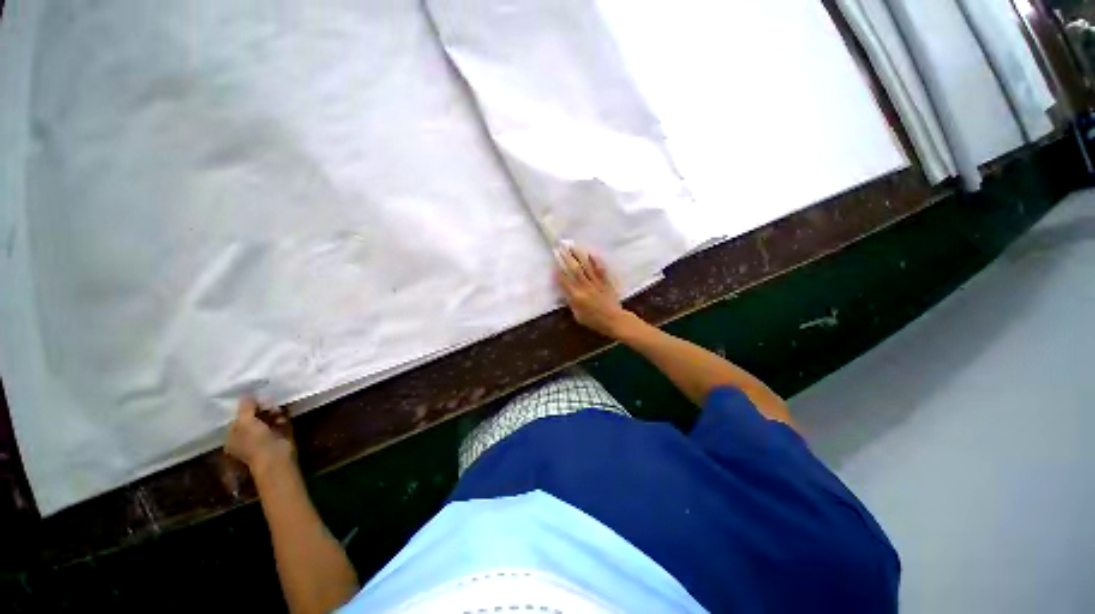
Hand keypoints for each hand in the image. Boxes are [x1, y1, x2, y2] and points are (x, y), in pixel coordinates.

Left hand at [225, 397, 295, 477]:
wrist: (276, 456)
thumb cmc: (255, 441)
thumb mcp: (245, 421)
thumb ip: (245, 407)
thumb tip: (247, 394)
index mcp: (233, 437)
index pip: (237, 418)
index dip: (245, 408)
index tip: (254, 399)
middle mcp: (247, 437)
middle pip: (253, 417)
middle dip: (261, 409)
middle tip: (268, 403)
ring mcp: (264, 436)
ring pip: (268, 418)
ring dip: (273, 412)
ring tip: (277, 409)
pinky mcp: (279, 435)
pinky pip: (280, 422)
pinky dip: (282, 417)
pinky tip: (283, 416)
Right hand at [555, 245, 637, 338]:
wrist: (614, 320)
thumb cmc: (594, 321)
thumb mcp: (578, 316)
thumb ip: (570, 304)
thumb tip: (563, 294)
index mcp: (577, 297)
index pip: (564, 282)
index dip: (558, 273)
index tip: (553, 264)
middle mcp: (585, 287)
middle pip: (574, 270)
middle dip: (566, 258)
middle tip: (560, 248)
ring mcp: (596, 283)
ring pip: (586, 267)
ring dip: (578, 256)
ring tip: (572, 246)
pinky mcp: (605, 282)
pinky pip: (600, 269)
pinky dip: (596, 261)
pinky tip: (591, 254)